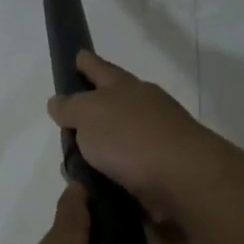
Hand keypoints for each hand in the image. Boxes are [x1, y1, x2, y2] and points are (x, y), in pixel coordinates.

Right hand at [46, 52, 222, 243]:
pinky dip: (108, 177)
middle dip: (91, 111)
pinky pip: (124, 172)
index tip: (78, 56)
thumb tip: (59, 102)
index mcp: (126, 89)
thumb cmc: (131, 138)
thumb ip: (71, 107)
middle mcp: (144, 110)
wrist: (183, 180)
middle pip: (112, 105)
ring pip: (117, 142)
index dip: (87, 63)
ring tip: (72, 166)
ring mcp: (155, 142)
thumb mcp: (89, 114)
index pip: (101, 69)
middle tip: (67, 122)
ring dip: (97, 152)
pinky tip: (93, 188)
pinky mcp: (159, 174)